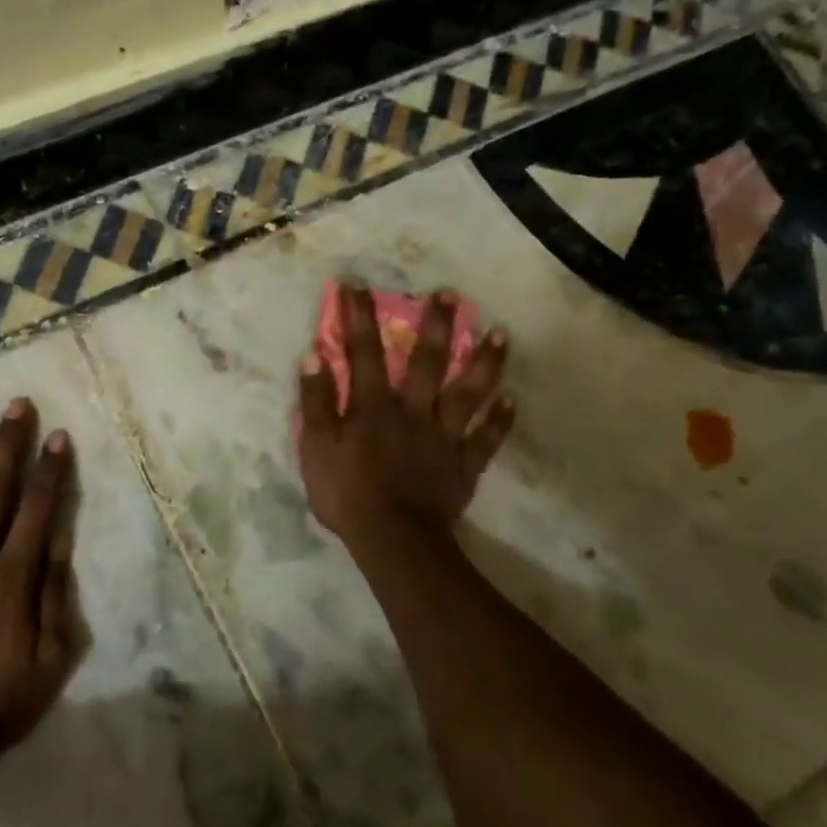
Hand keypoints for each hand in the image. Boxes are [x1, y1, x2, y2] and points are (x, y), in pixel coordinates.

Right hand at [296, 282, 513, 548]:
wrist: (393, 540)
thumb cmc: (348, 494)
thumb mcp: (317, 448)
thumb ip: (317, 402)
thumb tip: (314, 357)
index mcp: (373, 407)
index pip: (364, 353)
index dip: (359, 318)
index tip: (357, 285)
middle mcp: (413, 412)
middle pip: (426, 363)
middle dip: (435, 326)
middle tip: (449, 294)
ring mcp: (443, 438)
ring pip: (467, 394)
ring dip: (484, 363)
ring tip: (501, 333)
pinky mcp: (463, 465)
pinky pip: (485, 440)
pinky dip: (499, 421)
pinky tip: (512, 400)